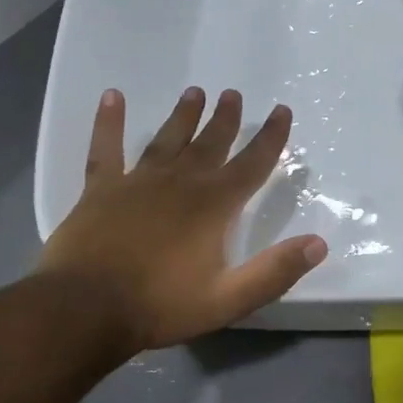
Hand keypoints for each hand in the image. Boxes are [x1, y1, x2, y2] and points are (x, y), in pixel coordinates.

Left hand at [37, 87, 327, 356]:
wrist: (84, 310)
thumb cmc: (161, 305)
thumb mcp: (229, 299)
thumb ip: (275, 271)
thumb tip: (319, 243)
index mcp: (214, 206)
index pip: (252, 164)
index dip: (270, 137)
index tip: (280, 110)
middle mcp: (180, 183)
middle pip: (210, 144)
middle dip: (226, 119)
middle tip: (233, 94)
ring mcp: (137, 182)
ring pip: (167, 139)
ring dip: (183, 116)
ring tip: (194, 92)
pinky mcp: (100, 190)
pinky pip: (106, 148)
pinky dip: (108, 122)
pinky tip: (111, 96)